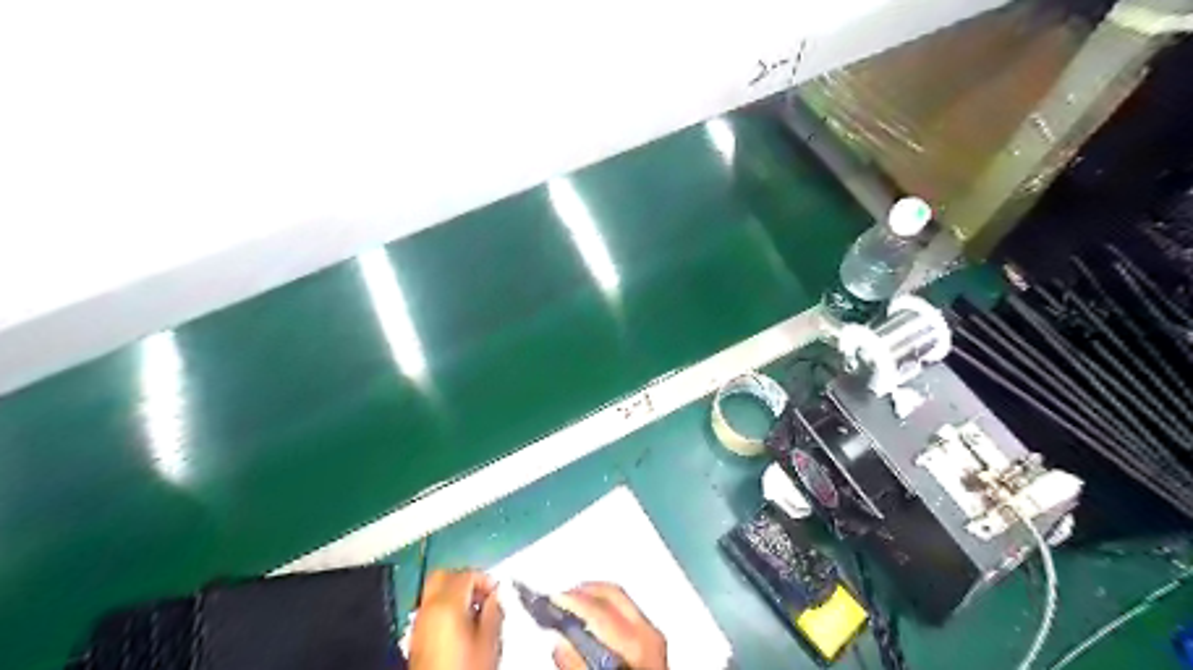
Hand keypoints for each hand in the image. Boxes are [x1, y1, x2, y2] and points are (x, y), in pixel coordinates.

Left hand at [411, 572, 502, 668]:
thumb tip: (495, 597)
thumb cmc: (466, 667)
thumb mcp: (488, 640)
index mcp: (447, 604)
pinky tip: (461, 625)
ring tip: (474, 611)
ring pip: (435, 591)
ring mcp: (420, 622)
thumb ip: (494, 612)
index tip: (497, 592)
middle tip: (481, 593)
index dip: (485, 579)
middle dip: (464, 579)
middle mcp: (429, 607)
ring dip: (454, 593)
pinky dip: (445, 607)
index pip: (467, 574)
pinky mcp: (416, 636)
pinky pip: (430, 609)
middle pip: (443, 576)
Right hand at [551, 582, 665, 669]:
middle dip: (583, 592)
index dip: (571, 601)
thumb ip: (578, 668)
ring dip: (594, 599)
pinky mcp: (655, 644)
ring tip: (570, 609)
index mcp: (636, 644)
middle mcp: (649, 633)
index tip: (550, 601)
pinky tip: (592, 623)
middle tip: (558, 599)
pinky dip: (606, 610)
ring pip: (620, 600)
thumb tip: (560, 644)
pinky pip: (627, 613)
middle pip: (612, 594)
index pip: (599, 609)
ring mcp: (655, 637)